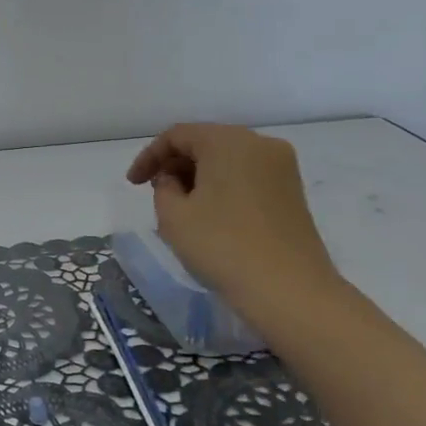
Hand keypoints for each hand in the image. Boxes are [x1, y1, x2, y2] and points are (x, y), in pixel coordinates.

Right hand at [126, 123, 340, 313]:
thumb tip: (174, 180)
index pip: (177, 135)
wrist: (289, 290)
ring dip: (198, 175)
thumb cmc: (223, 246)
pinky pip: (246, 175)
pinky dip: (222, 185)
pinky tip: (210, 213)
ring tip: (180, 205)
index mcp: (228, 141)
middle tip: (154, 192)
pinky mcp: (292, 191)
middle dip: (175, 164)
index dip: (149, 156)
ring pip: (227, 159)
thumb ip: (163, 187)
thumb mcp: (173, 215)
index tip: (133, 184)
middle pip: (205, 142)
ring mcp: (282, 167)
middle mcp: (259, 144)